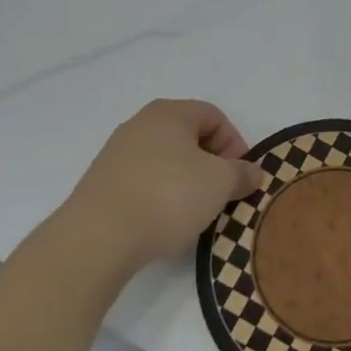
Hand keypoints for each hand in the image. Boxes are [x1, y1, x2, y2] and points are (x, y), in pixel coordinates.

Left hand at [57, 100, 264, 275]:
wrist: (98, 237)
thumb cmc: (168, 196)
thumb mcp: (220, 183)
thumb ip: (241, 174)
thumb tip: (252, 172)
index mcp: (168, 113)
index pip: (213, 116)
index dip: (234, 143)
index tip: (240, 175)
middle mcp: (139, 125)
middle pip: (188, 137)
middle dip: (211, 163)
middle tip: (222, 193)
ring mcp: (115, 155)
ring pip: (165, 161)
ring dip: (186, 182)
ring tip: (195, 212)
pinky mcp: (100, 185)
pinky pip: (143, 182)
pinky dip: (160, 196)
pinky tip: (164, 222)